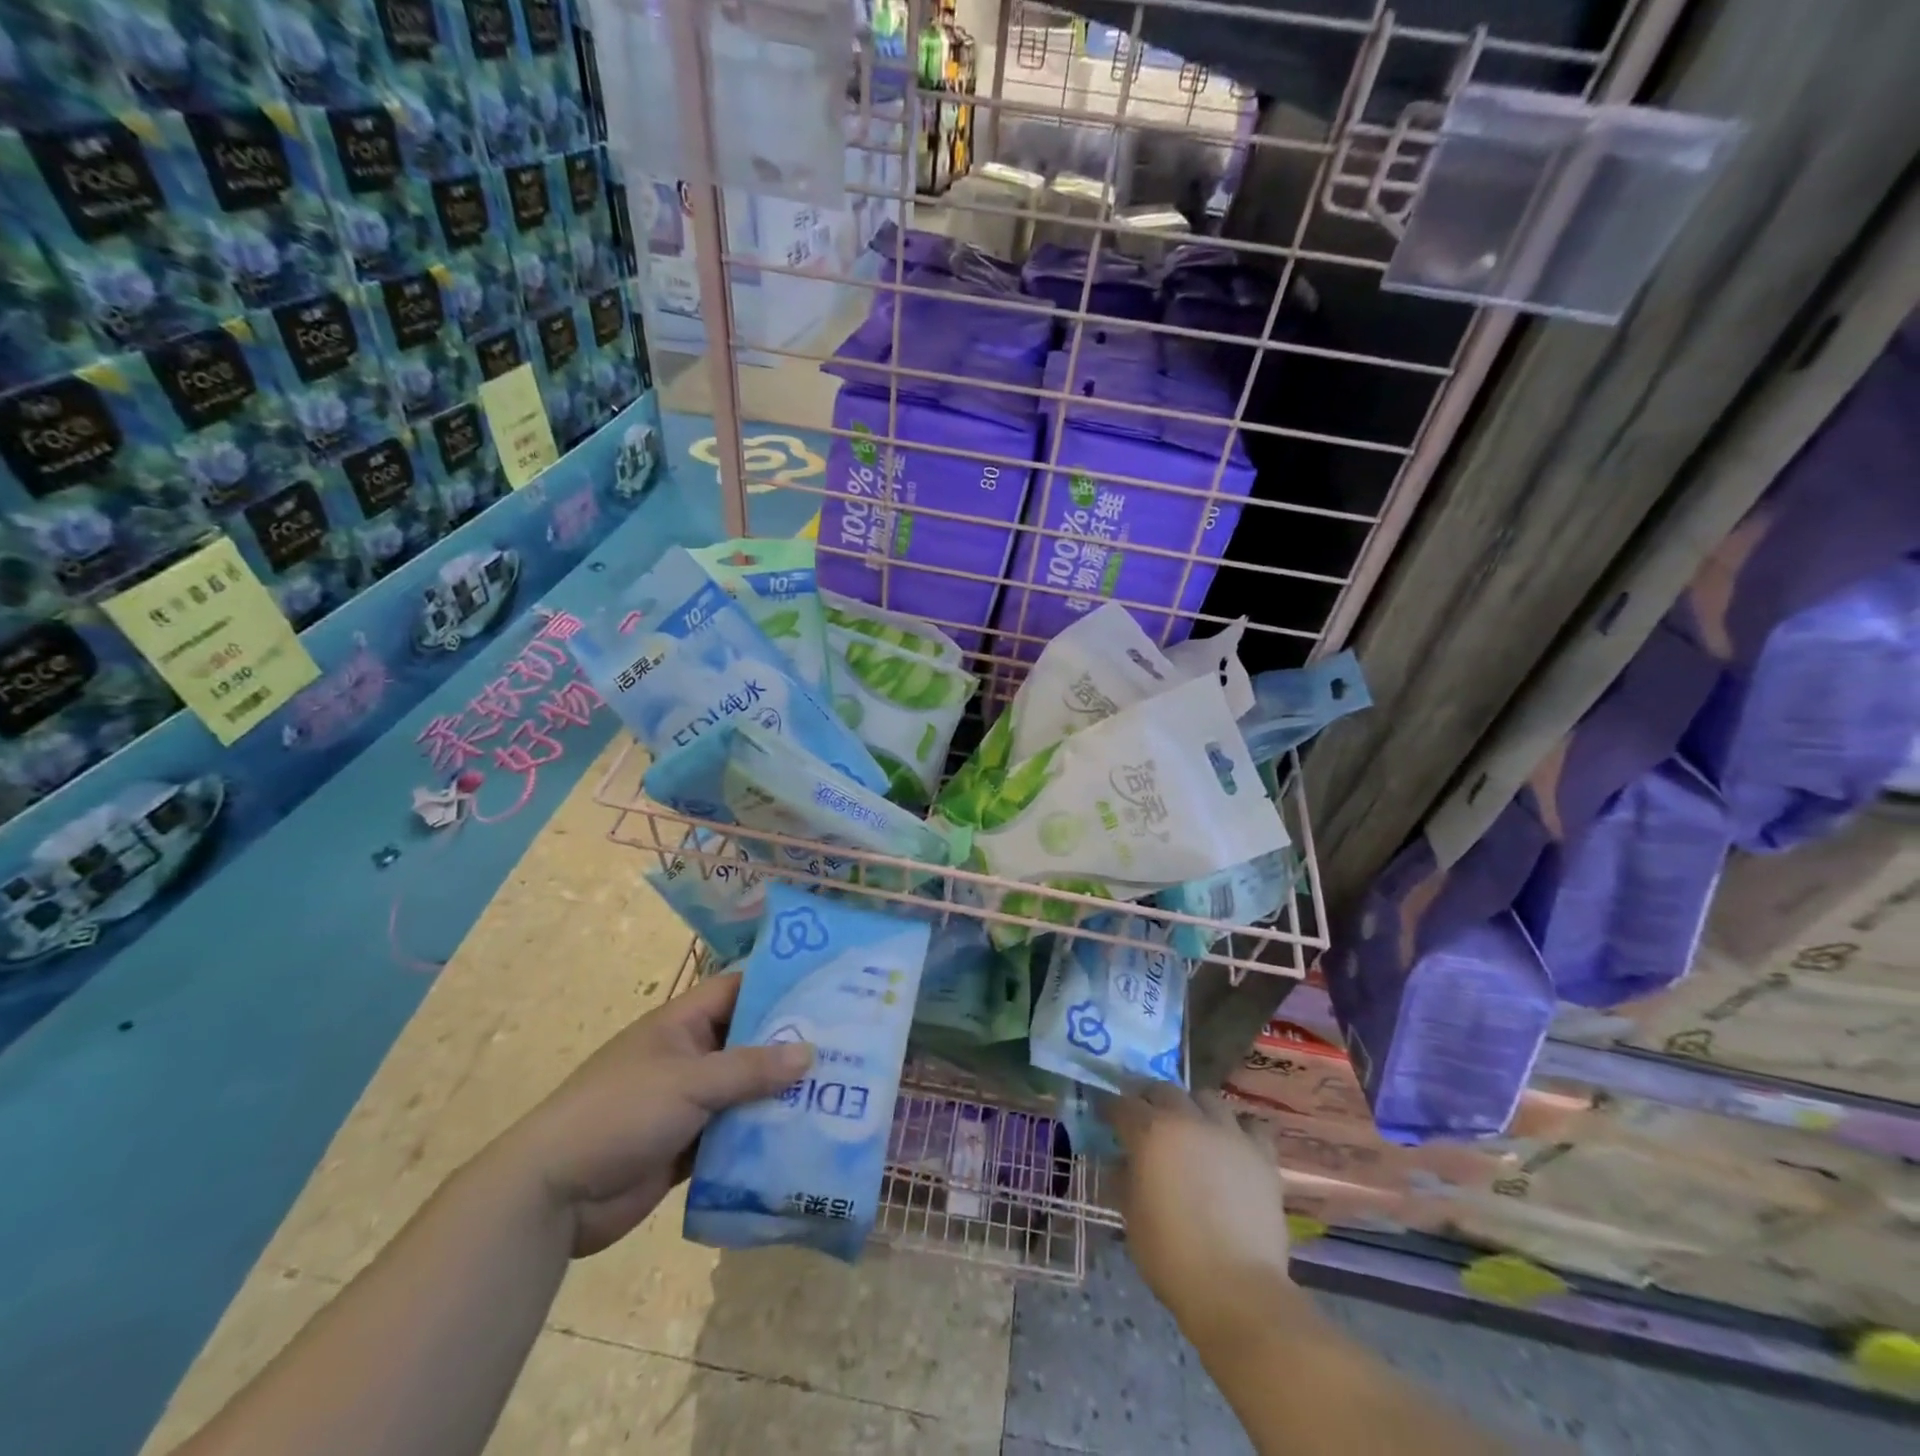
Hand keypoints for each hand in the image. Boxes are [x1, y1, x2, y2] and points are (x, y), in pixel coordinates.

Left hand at [493, 972, 812, 1256]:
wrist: (552, 1196)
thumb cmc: (619, 1113)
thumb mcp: (688, 1082)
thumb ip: (750, 1068)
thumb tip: (810, 1052)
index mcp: (681, 1024)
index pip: (738, 990)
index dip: (777, 987)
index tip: (826, 991)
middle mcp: (688, 1057)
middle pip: (748, 1043)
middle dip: (789, 1047)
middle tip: (846, 1048)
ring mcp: (687, 1104)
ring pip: (744, 1091)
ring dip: (779, 1096)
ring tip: (837, 1095)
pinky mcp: (686, 1147)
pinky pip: (733, 1134)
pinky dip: (760, 1136)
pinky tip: (801, 1140)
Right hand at [1109, 1084, 1294, 1342]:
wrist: (1237, 1289)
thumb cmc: (1172, 1257)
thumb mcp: (1132, 1218)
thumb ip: (1124, 1179)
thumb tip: (1122, 1162)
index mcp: (1150, 1133)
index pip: (1123, 1104)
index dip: (1111, 1109)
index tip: (1105, 1117)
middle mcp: (1188, 1120)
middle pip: (1164, 1090)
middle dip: (1149, 1099)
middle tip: (1145, 1119)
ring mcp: (1228, 1133)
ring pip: (1207, 1099)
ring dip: (1193, 1108)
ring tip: (1191, 1129)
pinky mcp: (1261, 1155)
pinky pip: (1250, 1126)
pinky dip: (1238, 1130)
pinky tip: (1232, 1146)